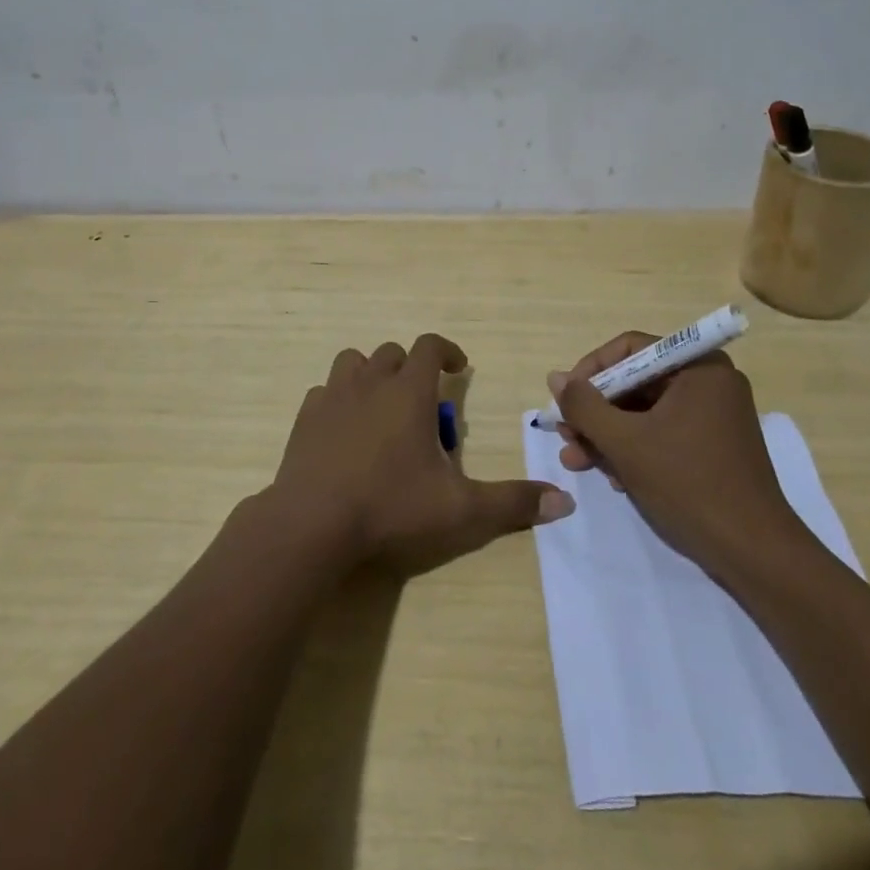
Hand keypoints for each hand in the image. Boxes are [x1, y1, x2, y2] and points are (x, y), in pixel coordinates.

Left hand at [273, 333, 574, 575]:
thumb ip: (512, 503)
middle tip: (422, 405)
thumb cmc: (390, 507)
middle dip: (411, 368)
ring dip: (371, 375)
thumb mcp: (460, 510)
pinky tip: (345, 431)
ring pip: (353, 362)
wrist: (312, 524)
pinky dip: (339, 400)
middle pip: (393, 352)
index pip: (429, 346)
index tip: (458, 368)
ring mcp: (333, 397)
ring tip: (382, 408)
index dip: (447, 350)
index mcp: (408, 391)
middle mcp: (370, 382)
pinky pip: (324, 392)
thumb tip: (564, 503)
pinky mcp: (305, 418)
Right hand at [546, 331, 804, 574]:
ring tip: (576, 462)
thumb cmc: (689, 484)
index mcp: (698, 367)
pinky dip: (635, 449)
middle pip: (636, 382)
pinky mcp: (714, 446)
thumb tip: (556, 378)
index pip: (630, 349)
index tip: (565, 400)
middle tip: (566, 437)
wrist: (754, 553)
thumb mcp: (626, 442)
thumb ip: (585, 406)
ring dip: (608, 435)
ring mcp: (714, 416)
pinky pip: (663, 433)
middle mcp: (709, 382)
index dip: (591, 371)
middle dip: (596, 412)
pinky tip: (612, 477)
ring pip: (645, 412)